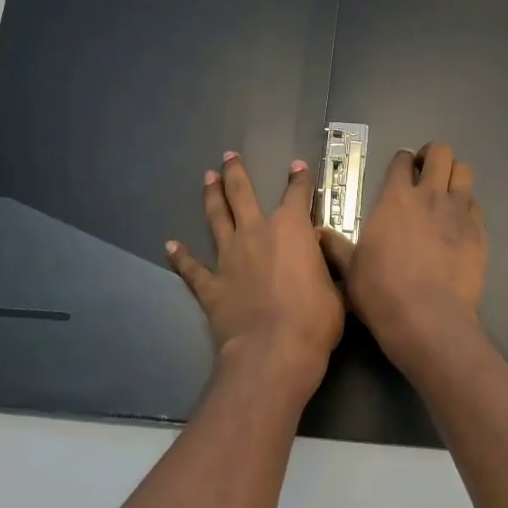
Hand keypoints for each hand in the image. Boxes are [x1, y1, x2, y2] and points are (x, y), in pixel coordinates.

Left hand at [168, 153, 343, 388]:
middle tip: (229, 156)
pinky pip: (192, 267)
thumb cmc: (316, 319)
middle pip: (242, 194)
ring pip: (216, 218)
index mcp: (292, 230)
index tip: (298, 167)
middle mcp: (256, 234)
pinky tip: (170, 245)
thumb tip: (319, 251)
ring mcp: (229, 258)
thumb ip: (326, 265)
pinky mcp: (210, 285)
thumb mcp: (337, 288)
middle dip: (236, 173)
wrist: (273, 350)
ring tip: (207, 179)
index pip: (298, 195)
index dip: (300, 180)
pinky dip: (181, 256)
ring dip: (211, 197)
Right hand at [321, 142, 486, 369]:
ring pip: (464, 171)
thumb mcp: (351, 269)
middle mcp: (429, 196)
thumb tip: (317, 234)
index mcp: (395, 199)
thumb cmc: (381, 292)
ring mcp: (458, 212)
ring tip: (446, 190)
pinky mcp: (479, 232)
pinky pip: (476, 205)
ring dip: (454, 174)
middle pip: (440, 153)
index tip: (401, 169)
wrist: (427, 318)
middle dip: (433, 156)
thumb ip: (337, 247)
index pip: (402, 162)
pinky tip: (459, 222)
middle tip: (425, 172)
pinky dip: (467, 206)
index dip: (402, 161)